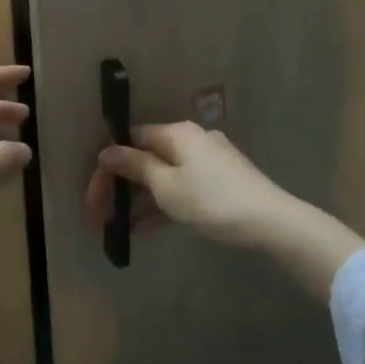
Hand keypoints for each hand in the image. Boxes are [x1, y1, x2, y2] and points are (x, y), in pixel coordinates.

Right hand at [85, 121, 292, 247]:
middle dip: (121, 188)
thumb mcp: (167, 186)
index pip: (130, 141)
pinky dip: (163, 204)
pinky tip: (146, 229)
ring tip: (120, 230)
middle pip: (146, 159)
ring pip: (163, 176)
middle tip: (102, 218)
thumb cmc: (212, 200)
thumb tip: (106, 151)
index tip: (94, 198)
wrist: (270, 221)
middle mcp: (191, 140)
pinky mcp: (220, 180)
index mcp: (177, 133)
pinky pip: (181, 187)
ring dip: (140, 201)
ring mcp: (208, 160)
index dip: (108, 169)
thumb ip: (135, 167)